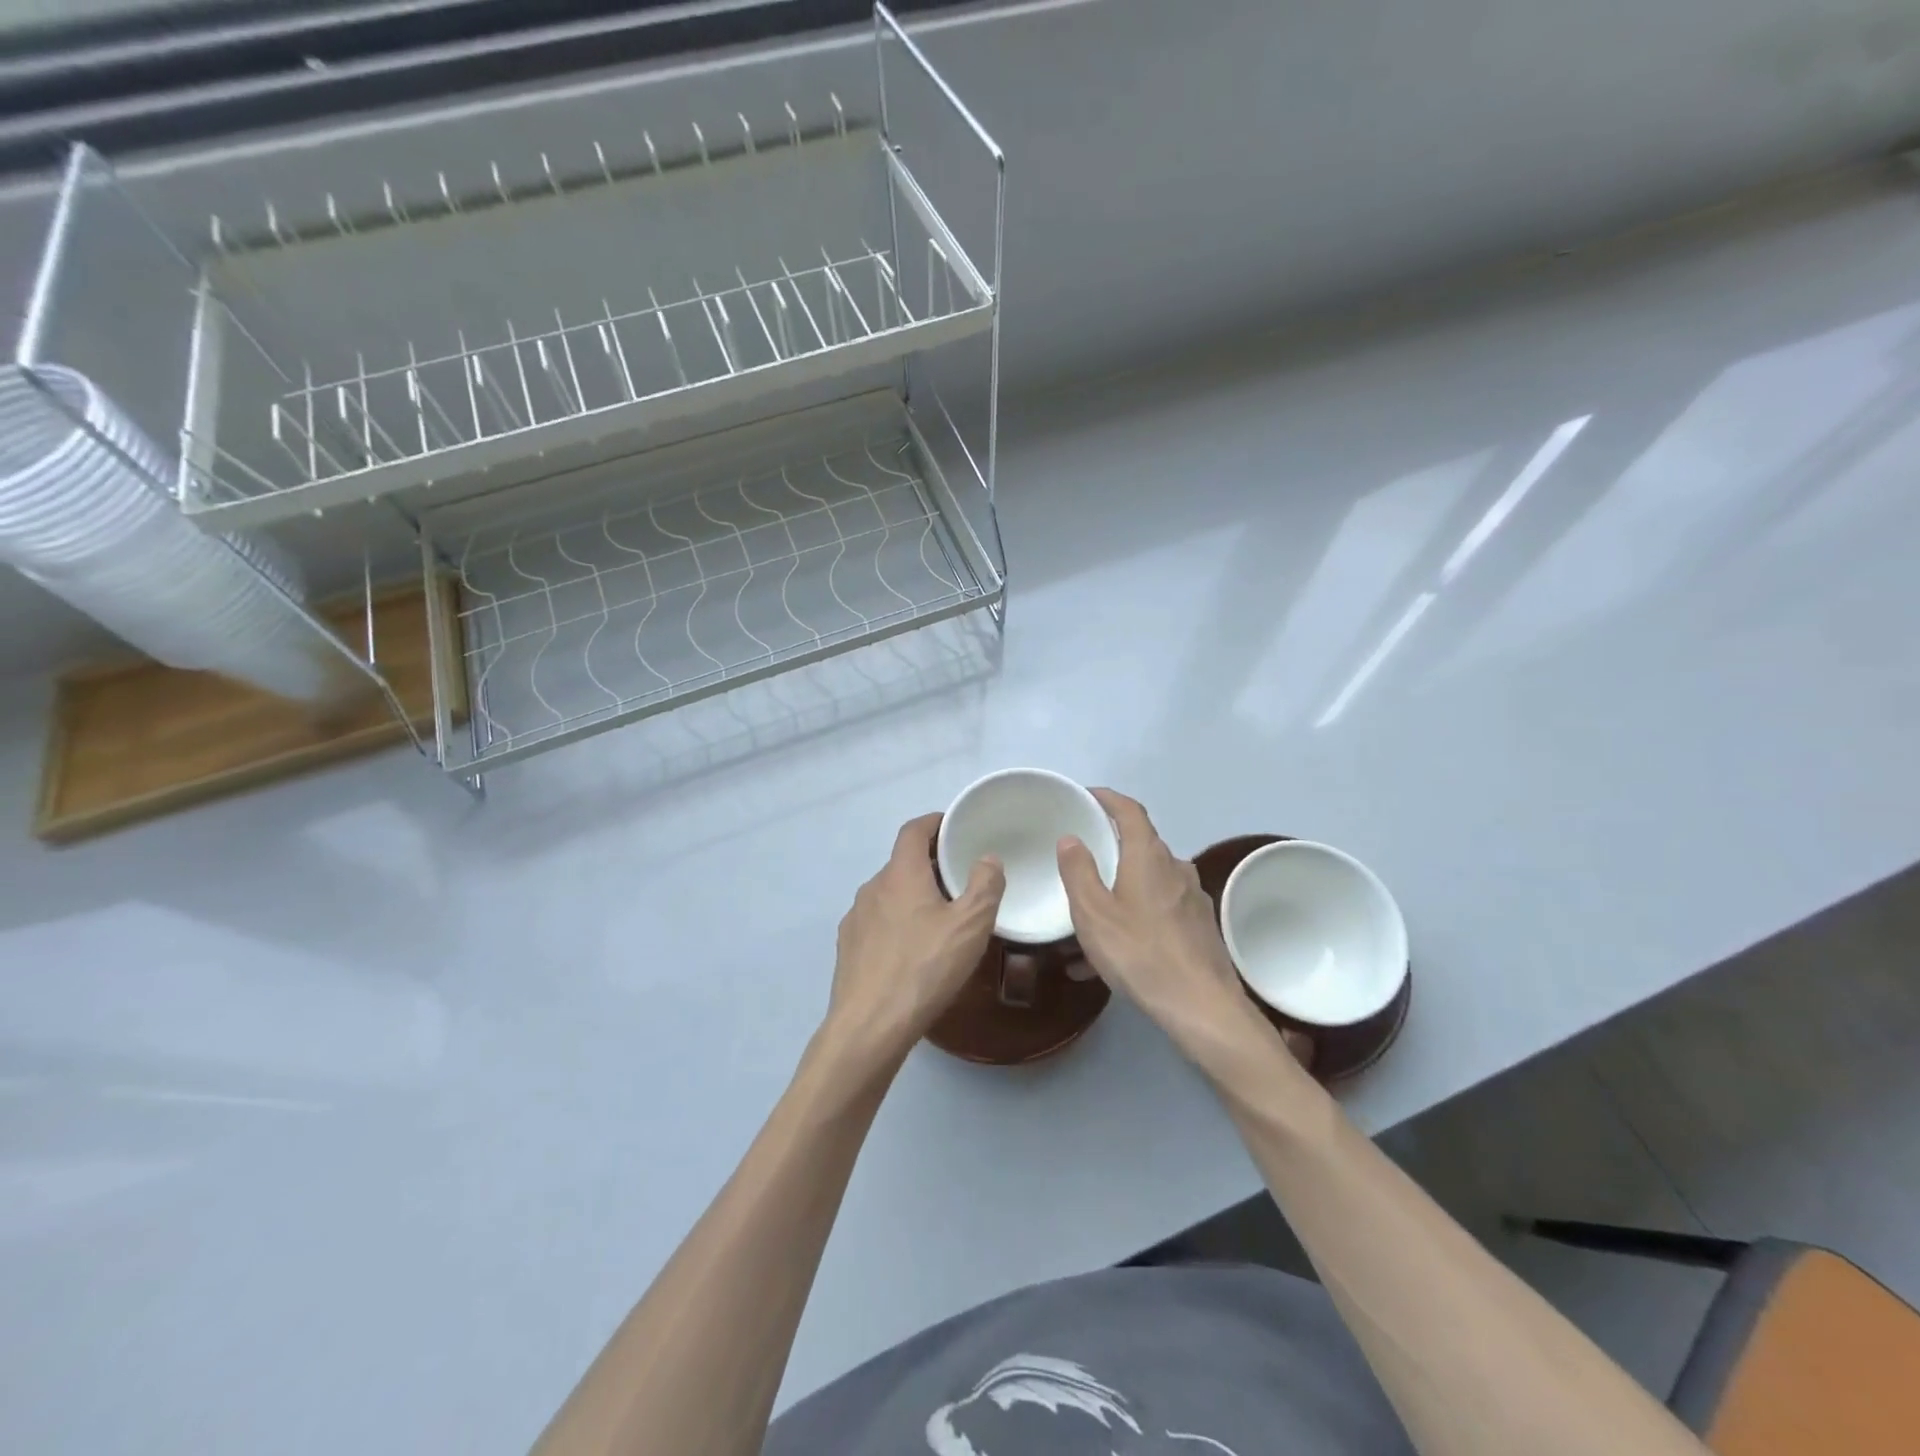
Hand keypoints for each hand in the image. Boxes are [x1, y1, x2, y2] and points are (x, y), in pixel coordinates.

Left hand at [822, 812, 1004, 1069]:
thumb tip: (987, 858)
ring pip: (889, 895)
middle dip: (930, 865)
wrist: (869, 1026)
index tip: (954, 827)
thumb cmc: (924, 968)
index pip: (913, 830)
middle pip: (902, 863)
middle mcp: (872, 888)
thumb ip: (985, 885)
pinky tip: (913, 951)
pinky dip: (897, 923)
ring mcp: (855, 918)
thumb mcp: (970, 926)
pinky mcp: (848, 948)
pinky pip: (877, 922)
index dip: (934, 822)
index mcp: (900, 874)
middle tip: (960, 879)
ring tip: (940, 919)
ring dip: (913, 896)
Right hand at [1057, 789, 1281, 1068]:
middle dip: (1111, 848)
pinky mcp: (1200, 926)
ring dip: (1121, 889)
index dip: (1109, 798)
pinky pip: (1160, 910)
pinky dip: (1136, 918)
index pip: (1130, 811)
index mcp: (1148, 856)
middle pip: (1140, 845)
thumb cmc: (1140, 953)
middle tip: (1082, 861)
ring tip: (1092, 919)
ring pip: (1149, 881)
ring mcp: (1192, 897)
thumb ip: (1078, 871)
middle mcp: (1175, 867)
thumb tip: (1071, 837)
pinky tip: (1116, 953)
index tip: (1089, 796)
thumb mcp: (1093, 913)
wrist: (1202, 1006)